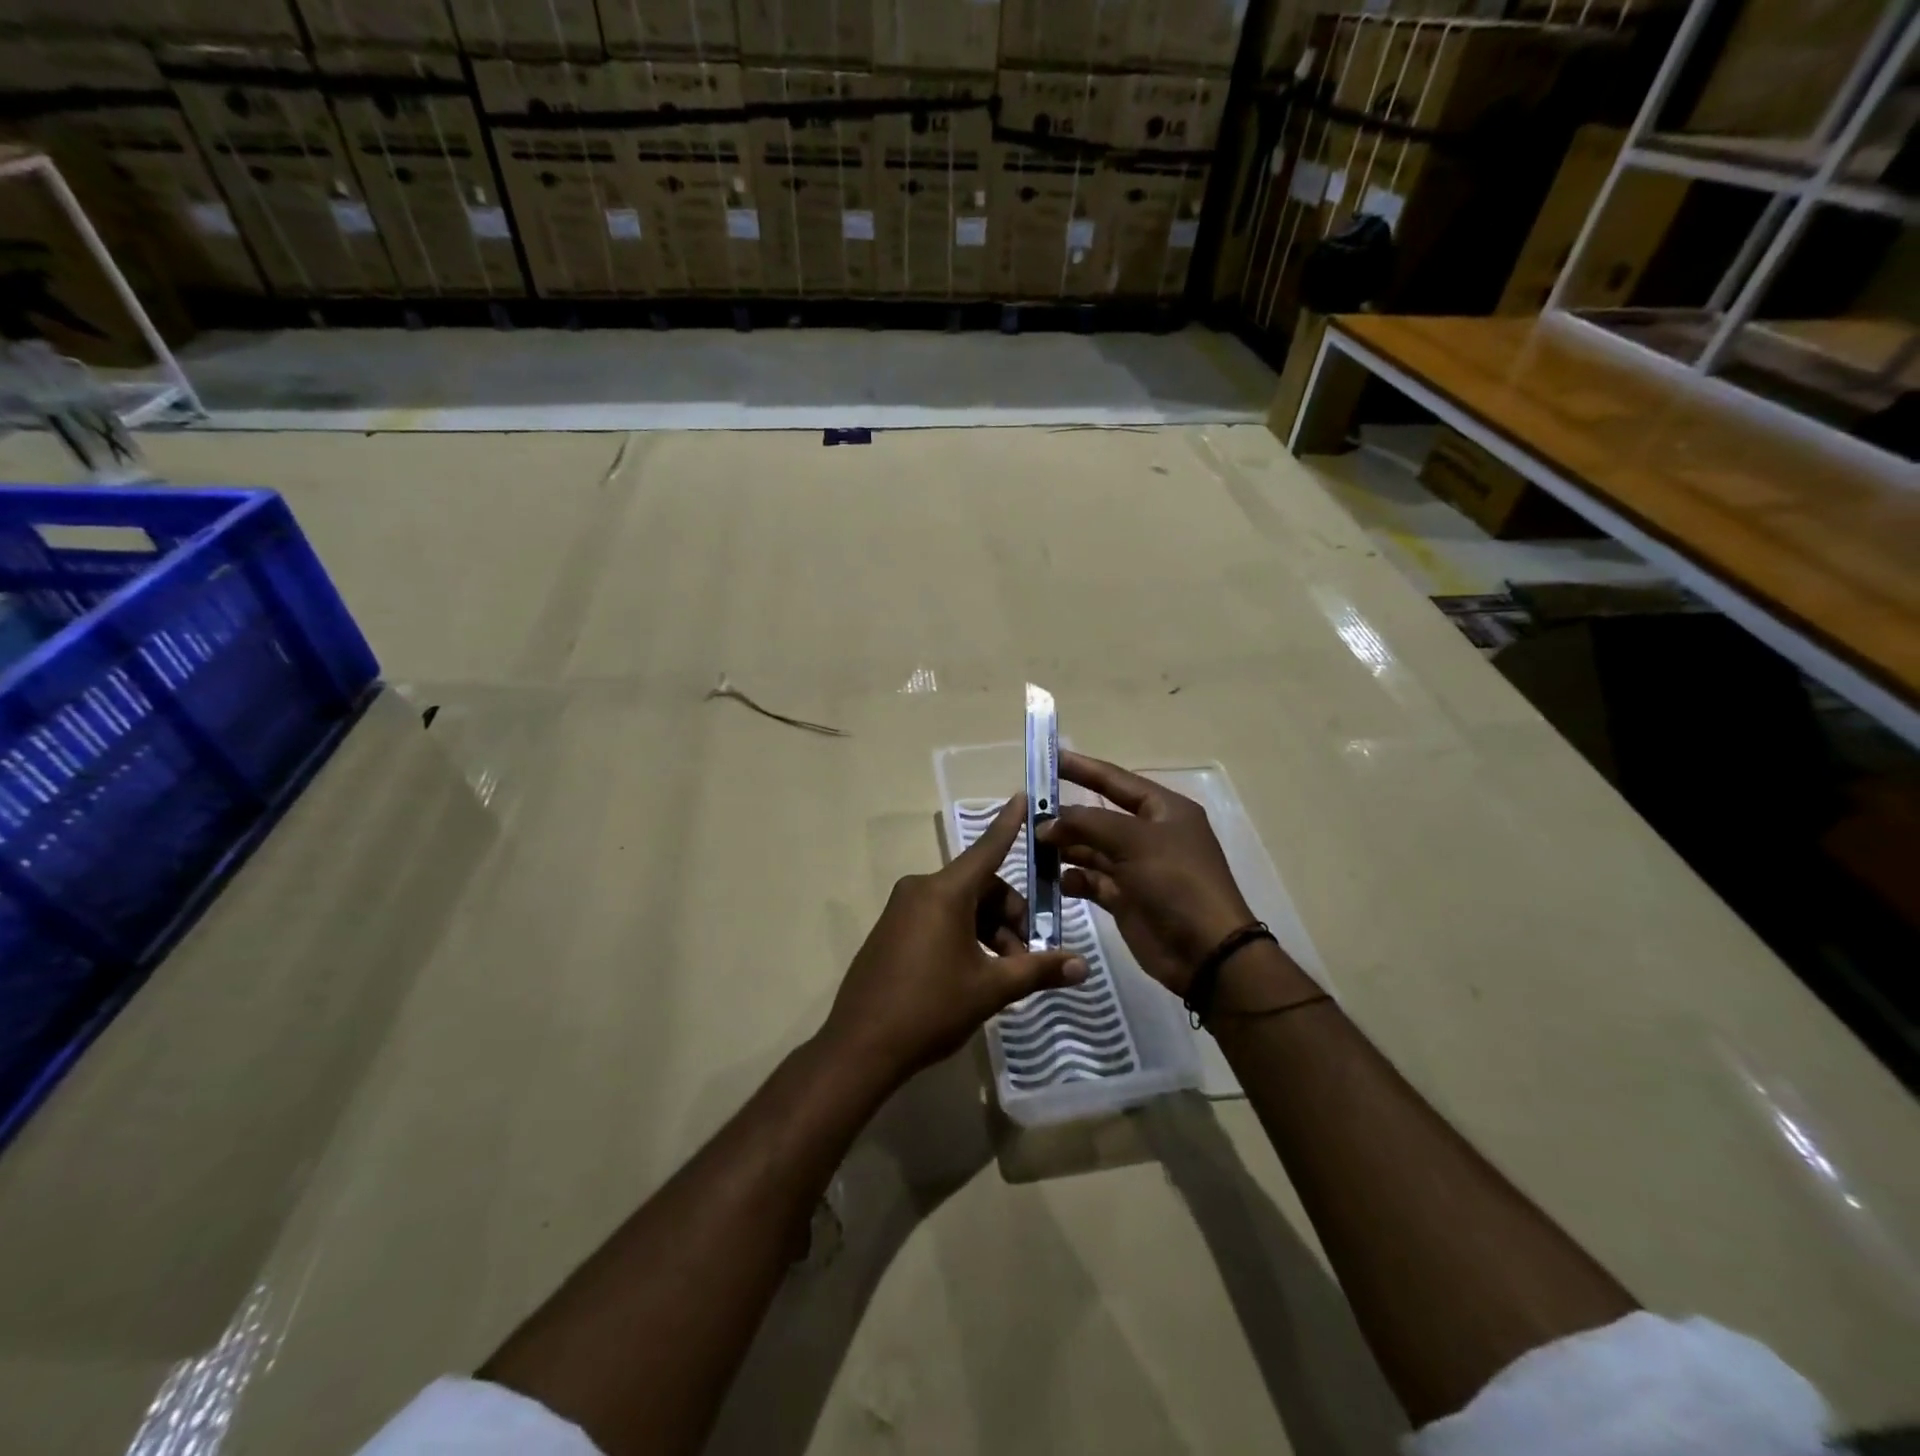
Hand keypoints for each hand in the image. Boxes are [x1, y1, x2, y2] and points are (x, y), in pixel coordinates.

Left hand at [822, 794, 1087, 1086]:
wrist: (860, 1047)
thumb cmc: (930, 1008)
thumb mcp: (991, 988)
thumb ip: (1037, 970)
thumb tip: (1082, 966)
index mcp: (945, 892)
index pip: (987, 848)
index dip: (1009, 824)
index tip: (1022, 797)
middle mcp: (921, 889)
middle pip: (980, 887)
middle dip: (1010, 917)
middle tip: (1027, 958)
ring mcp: (901, 910)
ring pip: (960, 906)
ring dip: (989, 932)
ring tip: (1005, 974)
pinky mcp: (891, 931)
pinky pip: (938, 919)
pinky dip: (964, 936)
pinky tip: (975, 973)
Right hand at [1037, 752, 1259, 995]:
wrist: (1206, 952)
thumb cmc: (1176, 882)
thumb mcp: (1134, 841)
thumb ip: (1087, 825)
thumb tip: (1046, 823)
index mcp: (1163, 810)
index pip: (1115, 780)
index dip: (1082, 769)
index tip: (1047, 759)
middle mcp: (1149, 835)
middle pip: (1098, 817)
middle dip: (1066, 816)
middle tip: (1027, 814)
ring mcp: (1137, 868)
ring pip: (1091, 849)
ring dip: (1064, 848)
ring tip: (1034, 847)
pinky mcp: (1126, 899)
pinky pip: (1092, 881)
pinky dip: (1073, 879)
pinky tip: (1057, 881)